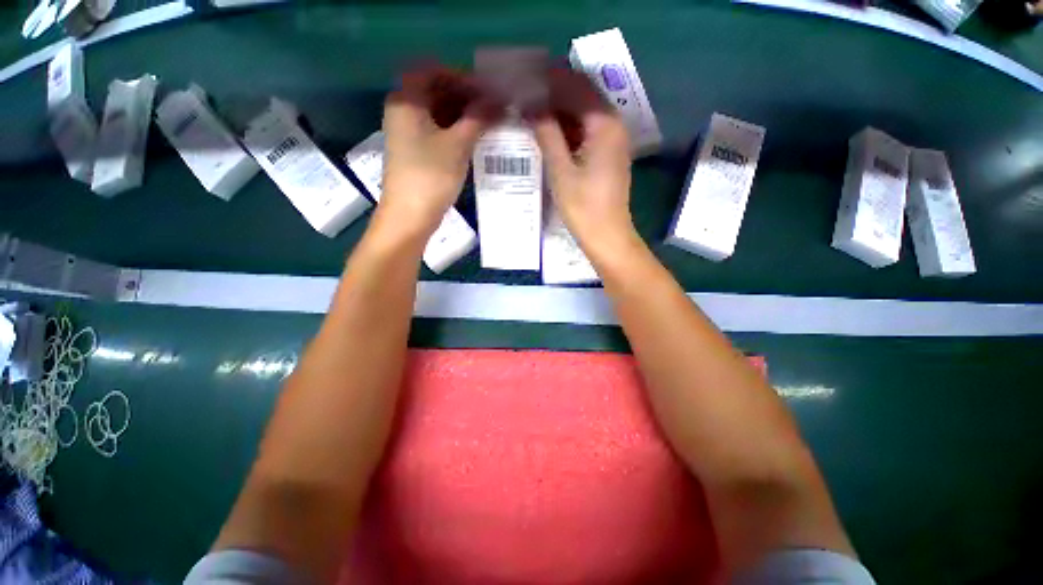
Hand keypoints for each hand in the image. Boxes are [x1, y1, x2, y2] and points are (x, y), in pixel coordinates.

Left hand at [378, 65, 501, 237]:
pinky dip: (456, 131)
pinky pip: (437, 131)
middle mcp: (403, 111)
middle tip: (493, 107)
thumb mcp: (457, 145)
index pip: (434, 71)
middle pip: (436, 91)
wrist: (410, 216)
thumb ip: (478, 119)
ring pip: (438, 113)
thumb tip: (499, 101)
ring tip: (489, 123)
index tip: (487, 90)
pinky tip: (475, 138)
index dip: (462, 77)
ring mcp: (408, 132)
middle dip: (465, 96)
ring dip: (463, 115)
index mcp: (406, 100)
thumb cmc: (430, 176)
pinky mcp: (416, 151)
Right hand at [528, 68, 634, 252]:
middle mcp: (614, 125)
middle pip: (584, 96)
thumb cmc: (583, 207)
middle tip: (527, 94)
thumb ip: (547, 134)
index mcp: (604, 124)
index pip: (577, 86)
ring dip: (562, 109)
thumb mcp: (560, 170)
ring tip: (534, 110)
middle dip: (556, 92)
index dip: (550, 80)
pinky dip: (571, 127)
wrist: (607, 236)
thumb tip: (531, 106)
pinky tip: (552, 132)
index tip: (526, 78)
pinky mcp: (610, 155)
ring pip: (586, 113)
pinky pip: (589, 130)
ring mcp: (614, 141)